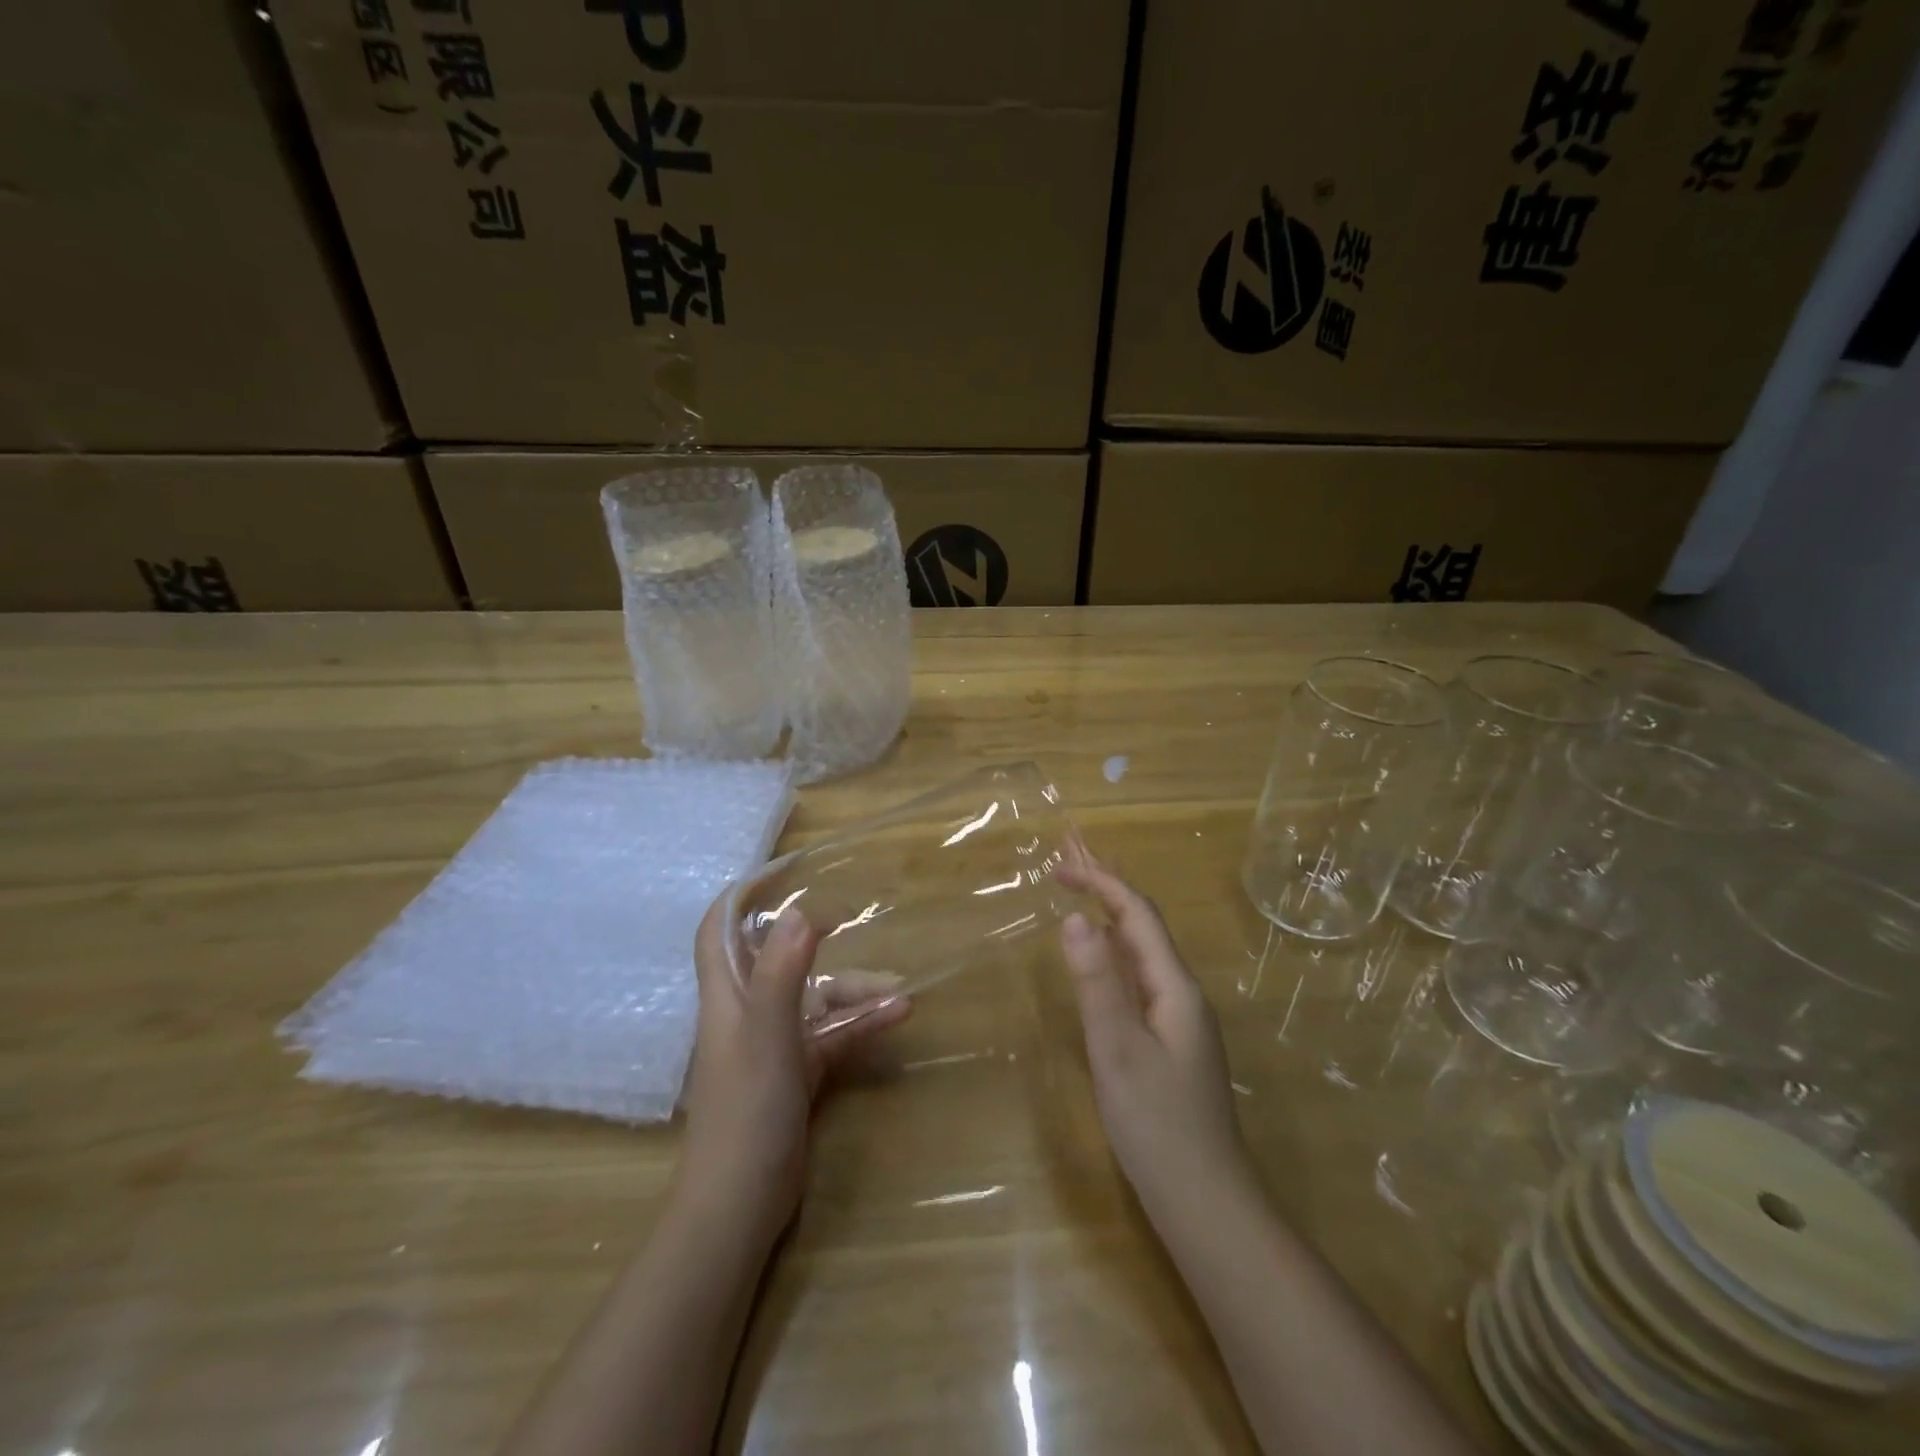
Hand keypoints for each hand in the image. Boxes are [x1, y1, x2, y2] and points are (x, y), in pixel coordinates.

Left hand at [678, 898, 910, 1238]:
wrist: (739, 1205)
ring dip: (854, 992)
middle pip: (779, 961)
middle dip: (817, 942)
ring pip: (815, 1000)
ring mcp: (773, 1044)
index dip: (741, 898)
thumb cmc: (747, 1112)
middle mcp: (748, 1012)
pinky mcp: (796, 1074)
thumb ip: (781, 974)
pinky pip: (832, 1035)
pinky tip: (896, 1018)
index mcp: (728, 997)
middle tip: (853, 921)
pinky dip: (860, 1025)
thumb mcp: (768, 1036)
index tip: (781, 874)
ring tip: (900, 992)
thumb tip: (798, 913)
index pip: (719, 931)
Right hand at [1056, 858, 1254, 1215]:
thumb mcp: (1117, 1050)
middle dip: (1106, 889)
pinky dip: (1114, 954)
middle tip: (1067, 863)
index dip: (1101, 882)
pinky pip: (1139, 979)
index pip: (1137, 915)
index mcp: (1174, 987)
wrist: (1205, 1202)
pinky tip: (1101, 963)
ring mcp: (1178, 1019)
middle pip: (1143, 926)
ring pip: (1141, 952)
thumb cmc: (1157, 1124)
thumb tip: (1074, 918)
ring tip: (1079, 895)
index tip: (1059, 866)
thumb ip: (1097, 983)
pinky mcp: (1169, 1043)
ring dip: (1110, 918)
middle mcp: (1181, 993)